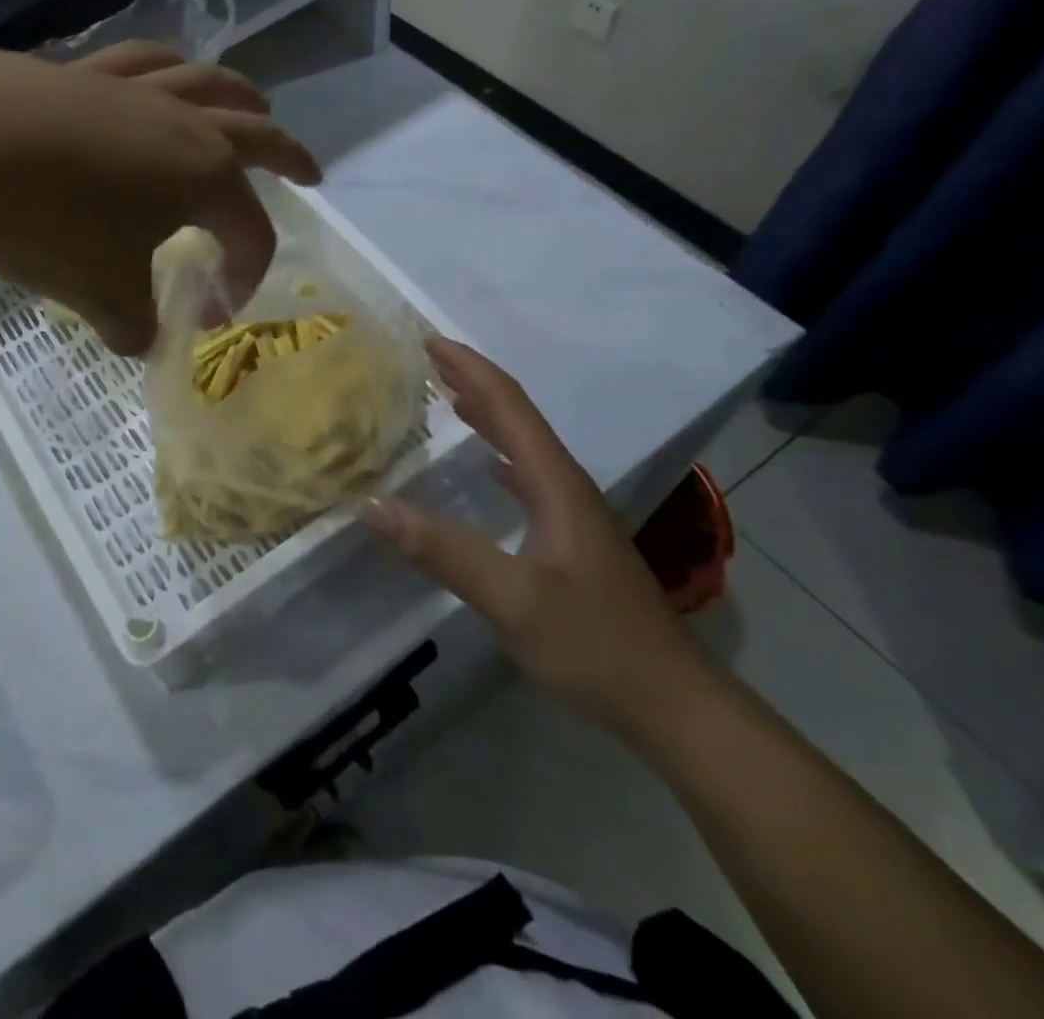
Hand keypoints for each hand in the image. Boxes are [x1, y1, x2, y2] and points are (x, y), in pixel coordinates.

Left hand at [0, 43, 319, 354]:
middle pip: (256, 133)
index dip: (247, 273)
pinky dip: (165, 69)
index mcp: (205, 176)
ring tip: (253, 102)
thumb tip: (140, 341)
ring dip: (239, 95)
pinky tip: (158, 75)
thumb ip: (134, 325)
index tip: (219, 308)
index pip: (252, 230)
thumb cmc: (50, 223)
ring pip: (206, 81)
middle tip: (309, 171)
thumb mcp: (102, 294)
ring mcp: (132, 90)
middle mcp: (182, 123)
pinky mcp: (81, 72)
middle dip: (289, 155)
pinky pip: (141, 62)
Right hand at [361, 337, 710, 730]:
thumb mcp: (513, 598)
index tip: (429, 340)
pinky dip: (498, 454)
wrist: (671, 702)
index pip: (509, 406)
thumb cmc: (594, 644)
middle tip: (427, 359)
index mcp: (554, 482)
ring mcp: (571, 513)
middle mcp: (565, 485)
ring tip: (446, 396)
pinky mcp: (571, 538)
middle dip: (473, 380)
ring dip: (486, 413)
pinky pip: (526, 476)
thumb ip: (443, 550)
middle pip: (517, 416)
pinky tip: (485, 466)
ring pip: (523, 444)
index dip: (469, 368)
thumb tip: (372, 503)